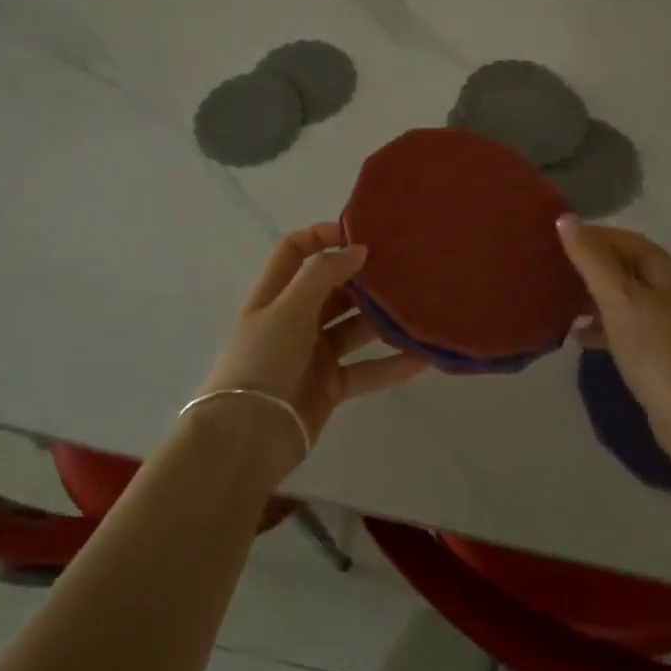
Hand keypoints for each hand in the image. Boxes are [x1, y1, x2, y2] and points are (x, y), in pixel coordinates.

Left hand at [197, 223, 426, 469]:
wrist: (248, 436)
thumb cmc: (263, 360)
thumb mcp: (288, 308)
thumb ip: (323, 274)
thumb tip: (358, 249)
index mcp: (275, 295)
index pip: (295, 251)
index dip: (321, 236)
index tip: (359, 234)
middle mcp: (294, 320)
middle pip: (331, 289)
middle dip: (362, 279)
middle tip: (402, 269)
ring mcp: (313, 354)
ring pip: (353, 329)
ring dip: (381, 321)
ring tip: (418, 308)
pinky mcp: (330, 386)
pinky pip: (366, 369)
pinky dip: (391, 365)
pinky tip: (421, 357)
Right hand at [556, 215, 670, 455]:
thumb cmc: (657, 350)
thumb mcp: (619, 299)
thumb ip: (591, 259)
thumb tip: (565, 218)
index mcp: (665, 270)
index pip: (623, 239)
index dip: (590, 236)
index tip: (552, 241)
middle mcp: (670, 290)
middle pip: (623, 266)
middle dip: (588, 267)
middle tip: (549, 270)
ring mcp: (667, 323)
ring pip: (622, 298)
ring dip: (591, 297)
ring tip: (556, 302)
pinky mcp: (660, 352)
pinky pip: (624, 327)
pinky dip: (601, 326)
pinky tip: (578, 337)